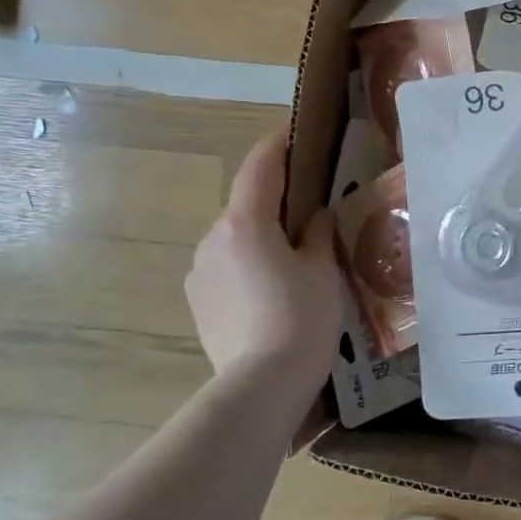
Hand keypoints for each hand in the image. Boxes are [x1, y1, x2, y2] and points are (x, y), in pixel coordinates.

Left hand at [186, 133, 341, 386]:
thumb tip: (316, 216)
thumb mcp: (324, 271)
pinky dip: (247, 266)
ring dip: (261, 238)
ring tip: (293, 263)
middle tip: (311, 213)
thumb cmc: (302, 319)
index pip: (261, 166)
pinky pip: (225, 268)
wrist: (261, 384)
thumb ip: (319, 234)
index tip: (296, 134)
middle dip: (275, 202)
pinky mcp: (196, 300)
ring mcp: (199, 271)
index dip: (279, 145)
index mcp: (246, 222)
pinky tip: (271, 294)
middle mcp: (213, 238)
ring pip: (235, 239)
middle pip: (247, 205)